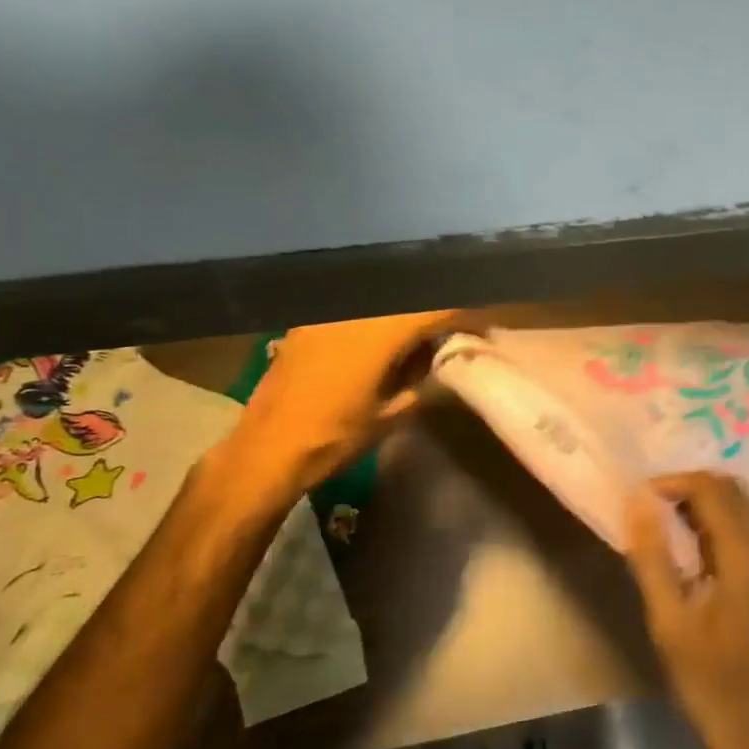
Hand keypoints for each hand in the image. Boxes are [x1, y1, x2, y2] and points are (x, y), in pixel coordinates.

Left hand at [225, 310, 459, 492]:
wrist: (266, 451)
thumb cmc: (335, 438)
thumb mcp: (392, 415)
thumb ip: (423, 380)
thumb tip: (442, 358)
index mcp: (379, 333)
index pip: (436, 309)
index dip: (465, 316)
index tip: (482, 329)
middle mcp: (354, 312)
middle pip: (409, 298)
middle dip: (435, 311)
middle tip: (452, 332)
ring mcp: (326, 314)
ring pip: (381, 300)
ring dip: (405, 313)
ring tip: (417, 337)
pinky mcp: (307, 322)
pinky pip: (354, 309)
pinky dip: (375, 318)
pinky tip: (378, 341)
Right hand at [625, 472, 748, 748]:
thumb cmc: (720, 692)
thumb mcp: (672, 627)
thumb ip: (653, 557)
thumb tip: (638, 501)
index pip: (712, 488)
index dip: (673, 482)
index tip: (641, 499)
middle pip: (735, 492)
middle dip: (691, 491)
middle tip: (653, 514)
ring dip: (711, 510)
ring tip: (672, 535)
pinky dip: (729, 531)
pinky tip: (705, 561)